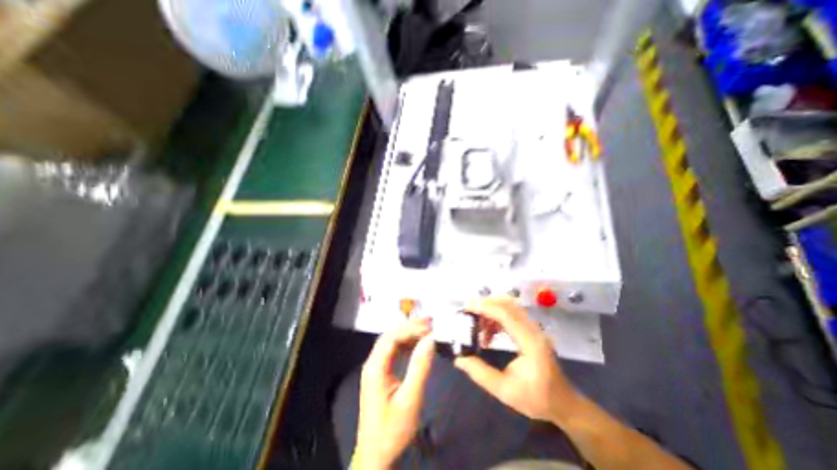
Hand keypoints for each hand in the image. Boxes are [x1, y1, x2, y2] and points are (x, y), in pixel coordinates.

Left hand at [352, 317, 434, 467]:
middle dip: (409, 327)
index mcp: (375, 367)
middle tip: (430, 323)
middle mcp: (373, 363)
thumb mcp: (410, 399)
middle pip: (390, 336)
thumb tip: (430, 339)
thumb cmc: (392, 429)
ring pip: (392, 342)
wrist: (376, 455)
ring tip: (427, 329)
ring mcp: (376, 367)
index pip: (391, 337)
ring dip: (409, 334)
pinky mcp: (381, 373)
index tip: (428, 325)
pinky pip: (394, 351)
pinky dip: (407, 344)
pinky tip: (418, 344)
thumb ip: (420, 367)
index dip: (410, 328)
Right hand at [454, 299, 578, 424]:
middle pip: (507, 304)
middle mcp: (533, 329)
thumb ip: (481, 374)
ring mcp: (533, 328)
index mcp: (530, 342)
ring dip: (490, 311)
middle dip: (486, 304)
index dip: (485, 307)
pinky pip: (511, 315)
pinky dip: (496, 318)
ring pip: (509, 307)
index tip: (467, 308)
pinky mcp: (531, 330)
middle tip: (468, 312)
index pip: (506, 314)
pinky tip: (488, 334)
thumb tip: (459, 359)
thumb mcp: (505, 391)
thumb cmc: (536, 399)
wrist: (563, 403)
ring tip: (477, 327)